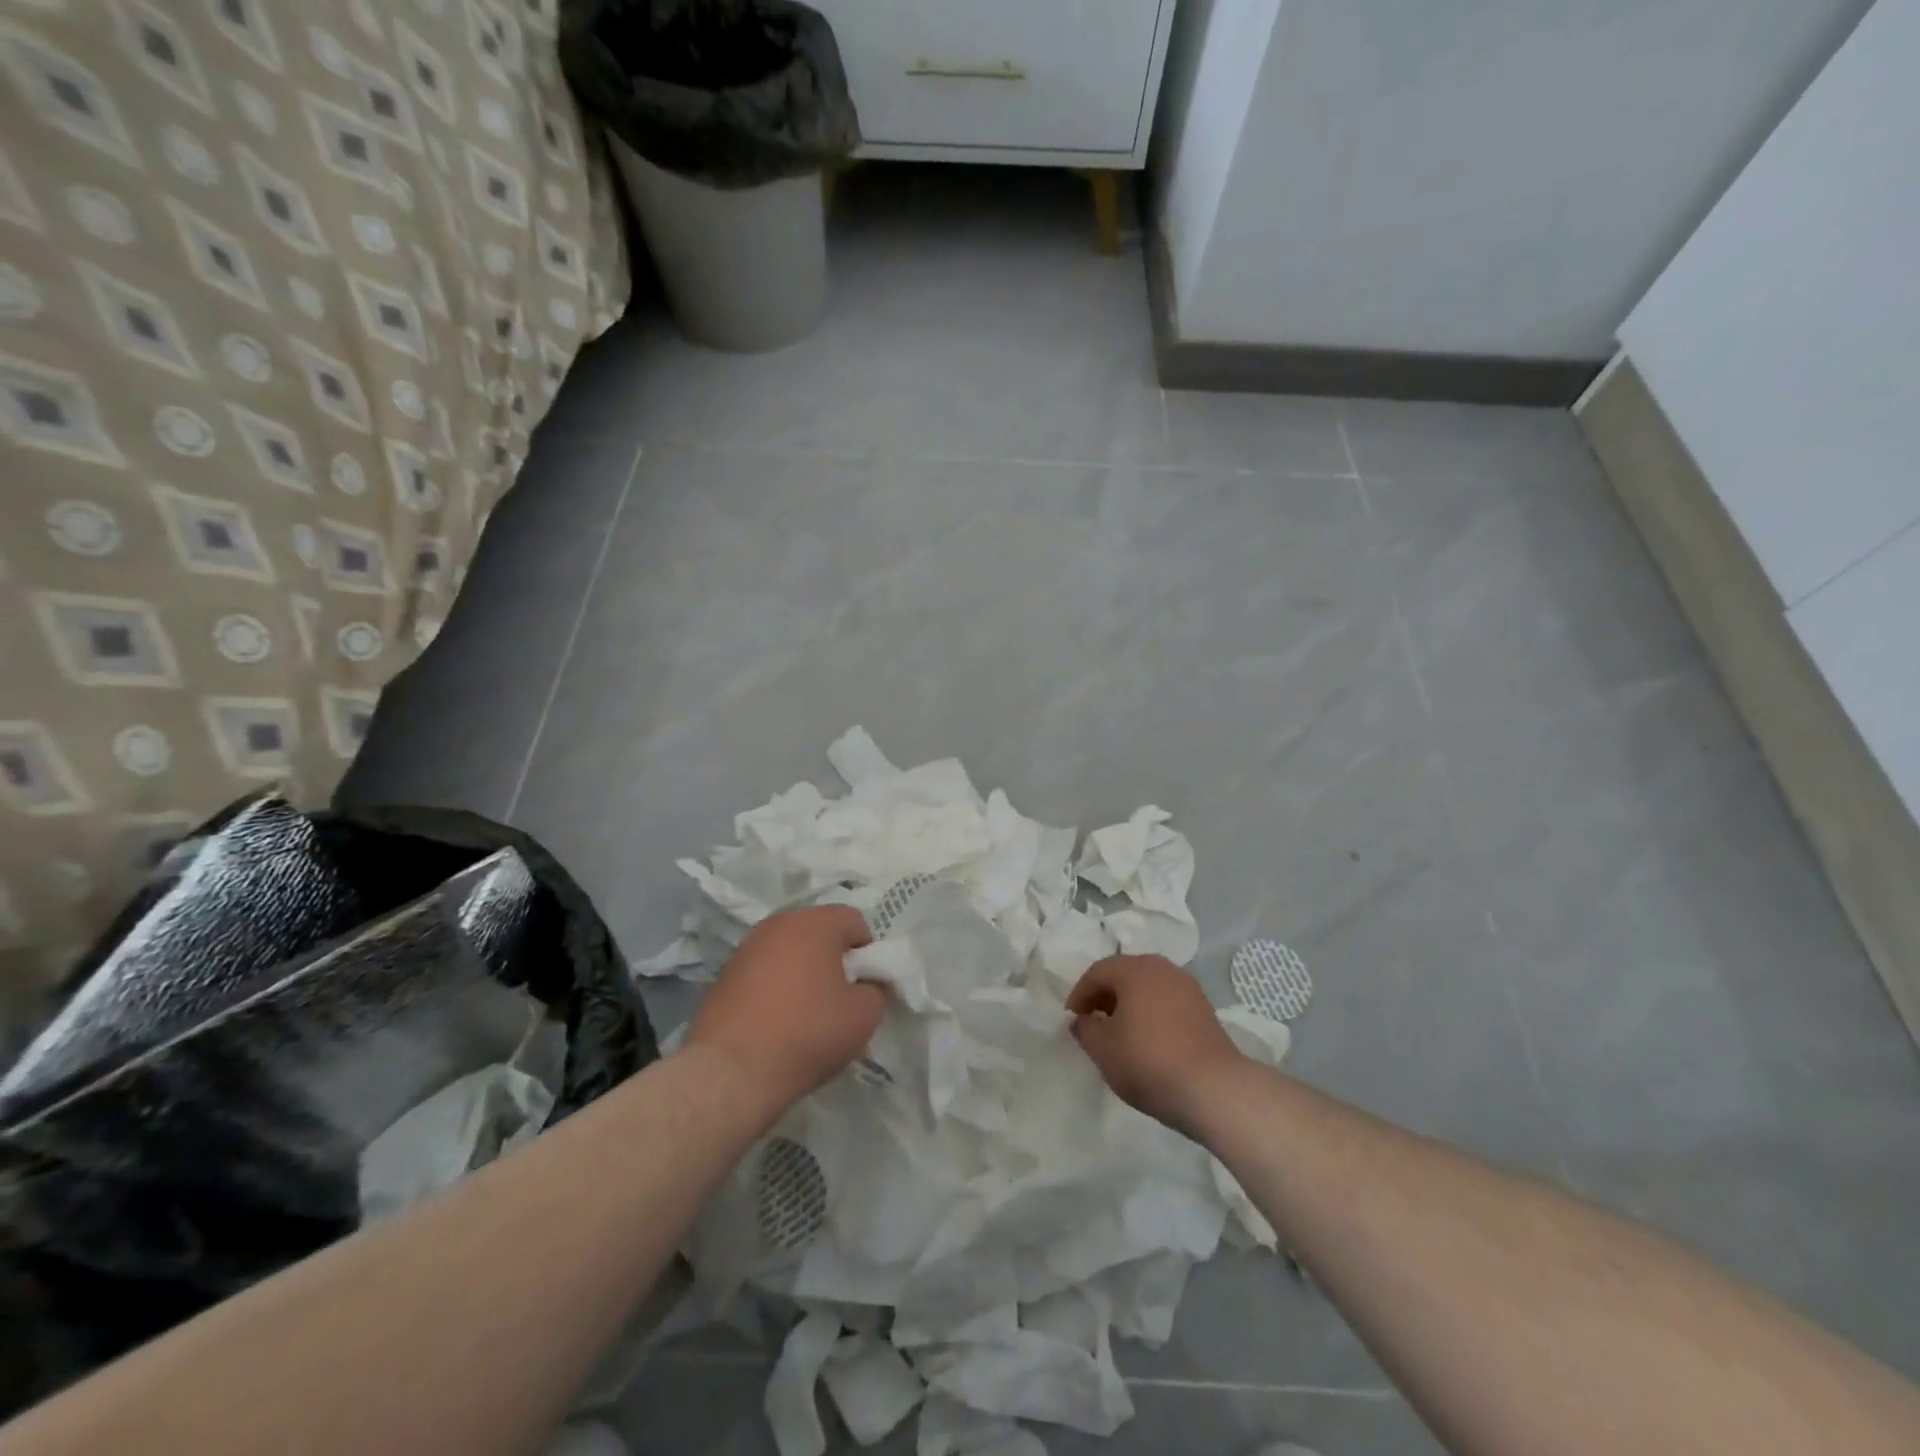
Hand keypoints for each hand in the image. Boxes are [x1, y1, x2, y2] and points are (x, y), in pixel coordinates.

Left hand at [685, 905, 883, 1118]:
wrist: (731, 1071)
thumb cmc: (807, 1033)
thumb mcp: (863, 1016)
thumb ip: (876, 989)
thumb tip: (866, 984)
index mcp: (815, 923)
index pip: (854, 920)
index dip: (867, 951)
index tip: (865, 984)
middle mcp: (779, 923)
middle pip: (818, 931)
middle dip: (833, 958)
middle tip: (840, 997)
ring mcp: (746, 948)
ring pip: (788, 951)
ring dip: (802, 971)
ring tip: (806, 1012)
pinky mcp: (724, 975)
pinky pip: (763, 972)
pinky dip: (775, 987)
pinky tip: (776, 1022)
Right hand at [1066, 954, 1246, 1137]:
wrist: (1214, 1089)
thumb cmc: (1148, 1060)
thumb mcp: (1103, 1048)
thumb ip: (1085, 1028)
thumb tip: (1083, 1020)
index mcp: (1135, 968)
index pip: (1096, 972)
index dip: (1079, 995)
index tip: (1071, 1021)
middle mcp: (1162, 968)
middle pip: (1124, 975)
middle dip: (1104, 998)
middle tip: (1092, 1025)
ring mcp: (1188, 988)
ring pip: (1147, 989)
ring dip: (1128, 1007)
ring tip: (1119, 1036)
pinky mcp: (1204, 1010)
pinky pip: (1166, 1003)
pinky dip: (1150, 1015)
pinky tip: (1147, 1043)